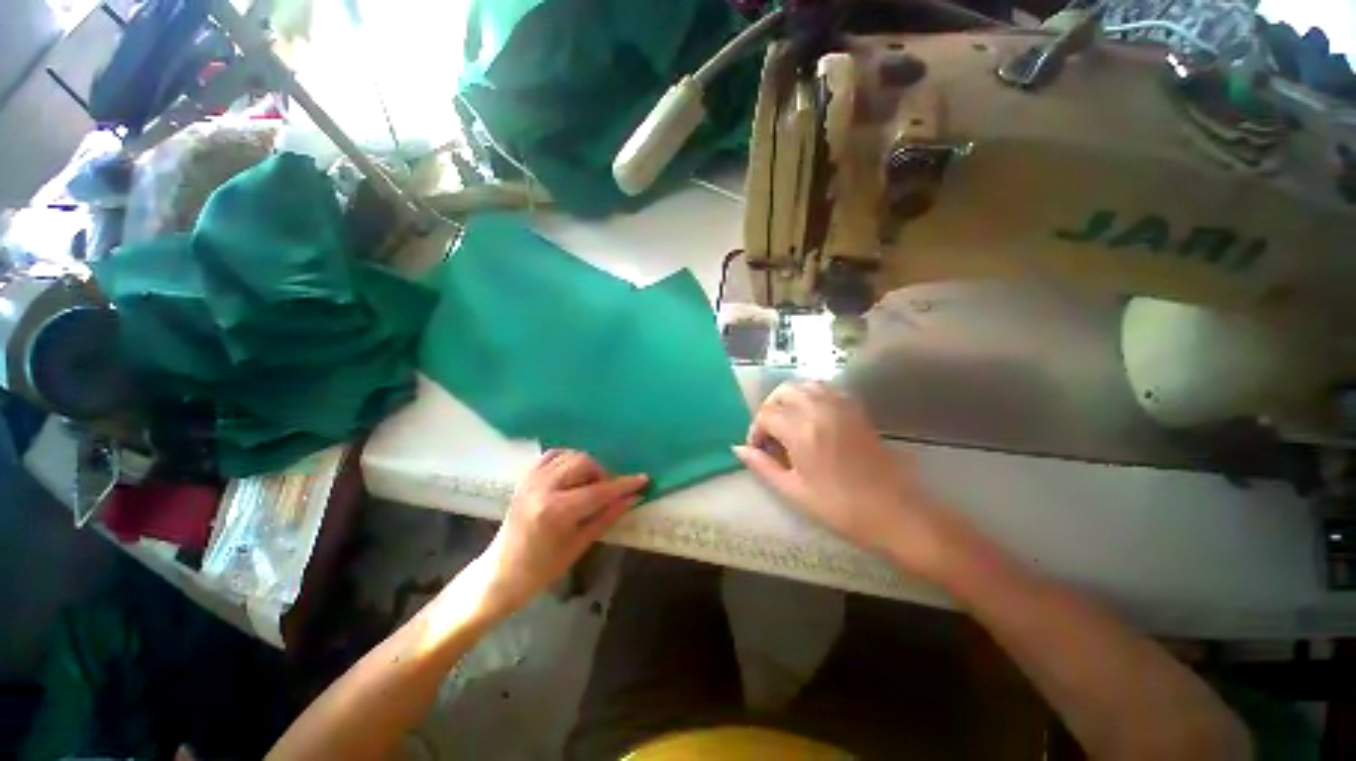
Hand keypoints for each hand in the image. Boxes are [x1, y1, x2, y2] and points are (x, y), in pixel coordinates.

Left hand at [464, 450, 647, 619]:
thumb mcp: (579, 546)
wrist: (499, 575)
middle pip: (584, 463)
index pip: (599, 490)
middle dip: (603, 473)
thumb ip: (607, 517)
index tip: (643, 479)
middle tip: (610, 491)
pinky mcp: (525, 478)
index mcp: (556, 510)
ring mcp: (531, 480)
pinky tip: (574, 473)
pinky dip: (568, 458)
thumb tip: (633, 499)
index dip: (624, 484)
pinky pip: (552, 455)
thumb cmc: (541, 569)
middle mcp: (543, 488)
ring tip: (591, 484)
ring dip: (587, 465)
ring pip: (570, 455)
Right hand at [733, 382, 960, 578]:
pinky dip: (810, 395)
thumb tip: (738, 449)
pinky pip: (825, 389)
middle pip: (783, 391)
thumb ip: (762, 466)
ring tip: (787, 423)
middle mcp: (819, 409)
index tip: (758, 449)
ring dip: (789, 399)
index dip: (755, 430)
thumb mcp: (793, 491)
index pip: (766, 414)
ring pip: (804, 385)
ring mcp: (840, 406)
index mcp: (801, 431)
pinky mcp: (855, 409)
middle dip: (769, 408)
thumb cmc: (840, 507)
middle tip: (770, 433)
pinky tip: (810, 417)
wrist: (894, 512)